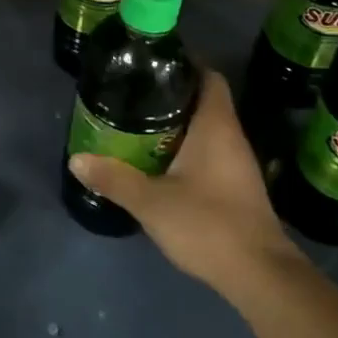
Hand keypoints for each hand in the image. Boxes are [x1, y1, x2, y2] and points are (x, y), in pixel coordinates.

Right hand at [68, 69, 302, 305]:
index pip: (208, 76)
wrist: (261, 276)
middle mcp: (231, 136)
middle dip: (171, 93)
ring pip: (206, 128)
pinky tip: (159, 160)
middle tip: (134, 91)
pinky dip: (186, 147)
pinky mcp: (237, 186)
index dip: (185, 63)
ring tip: (138, 121)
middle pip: (204, 100)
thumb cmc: (209, 225)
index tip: (153, 61)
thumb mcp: (152, 201)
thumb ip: (114, 179)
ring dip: (177, 122)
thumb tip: (76, 159)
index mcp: (216, 126)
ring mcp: (237, 163)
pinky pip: (210, 151)